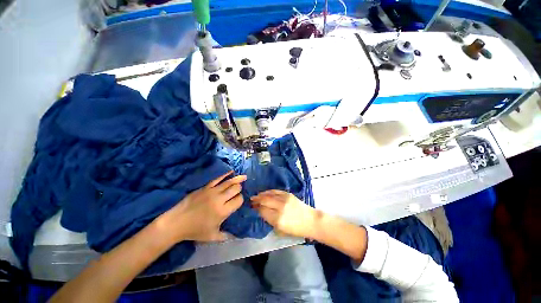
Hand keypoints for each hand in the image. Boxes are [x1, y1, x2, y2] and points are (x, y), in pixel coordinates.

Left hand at [157, 171, 245, 242]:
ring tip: (244, 177)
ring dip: (237, 179)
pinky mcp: (205, 187)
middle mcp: (219, 199)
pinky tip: (231, 171)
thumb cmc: (195, 231)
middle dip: (239, 189)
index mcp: (223, 211)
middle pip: (235, 189)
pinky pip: (218, 179)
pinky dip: (225, 174)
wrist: (176, 223)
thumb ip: (226, 236)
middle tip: (238, 191)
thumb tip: (236, 236)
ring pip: (229, 182)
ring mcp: (212, 191)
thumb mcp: (212, 237)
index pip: (238, 200)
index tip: (238, 202)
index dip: (240, 200)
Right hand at [251, 190, 318, 238]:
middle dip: (256, 200)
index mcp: (277, 219)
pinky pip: (276, 191)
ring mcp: (284, 199)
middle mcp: (280, 207)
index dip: (256, 208)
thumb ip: (270, 220)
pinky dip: (269, 191)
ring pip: (269, 194)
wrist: (310, 221)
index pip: (262, 211)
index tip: (252, 207)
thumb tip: (261, 212)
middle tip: (251, 200)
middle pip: (264, 201)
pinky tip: (265, 192)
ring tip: (256, 195)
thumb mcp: (281, 230)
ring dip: (261, 194)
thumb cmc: (296, 229)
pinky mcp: (288, 194)